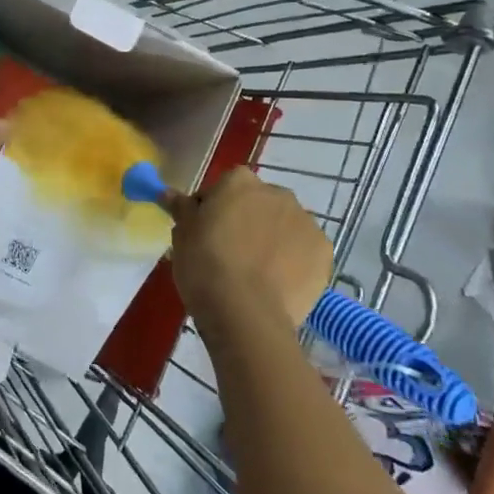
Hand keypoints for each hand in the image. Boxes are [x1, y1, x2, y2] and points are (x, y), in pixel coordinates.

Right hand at [170, 168, 332, 334]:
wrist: (245, 312)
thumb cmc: (204, 265)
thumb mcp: (182, 234)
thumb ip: (181, 208)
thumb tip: (170, 193)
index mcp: (239, 181)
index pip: (224, 187)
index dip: (213, 208)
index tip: (205, 232)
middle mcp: (277, 192)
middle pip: (258, 203)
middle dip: (247, 220)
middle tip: (230, 252)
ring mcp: (305, 221)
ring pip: (284, 225)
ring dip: (272, 238)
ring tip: (256, 272)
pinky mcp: (324, 252)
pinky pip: (304, 250)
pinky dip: (294, 260)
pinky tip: (279, 282)